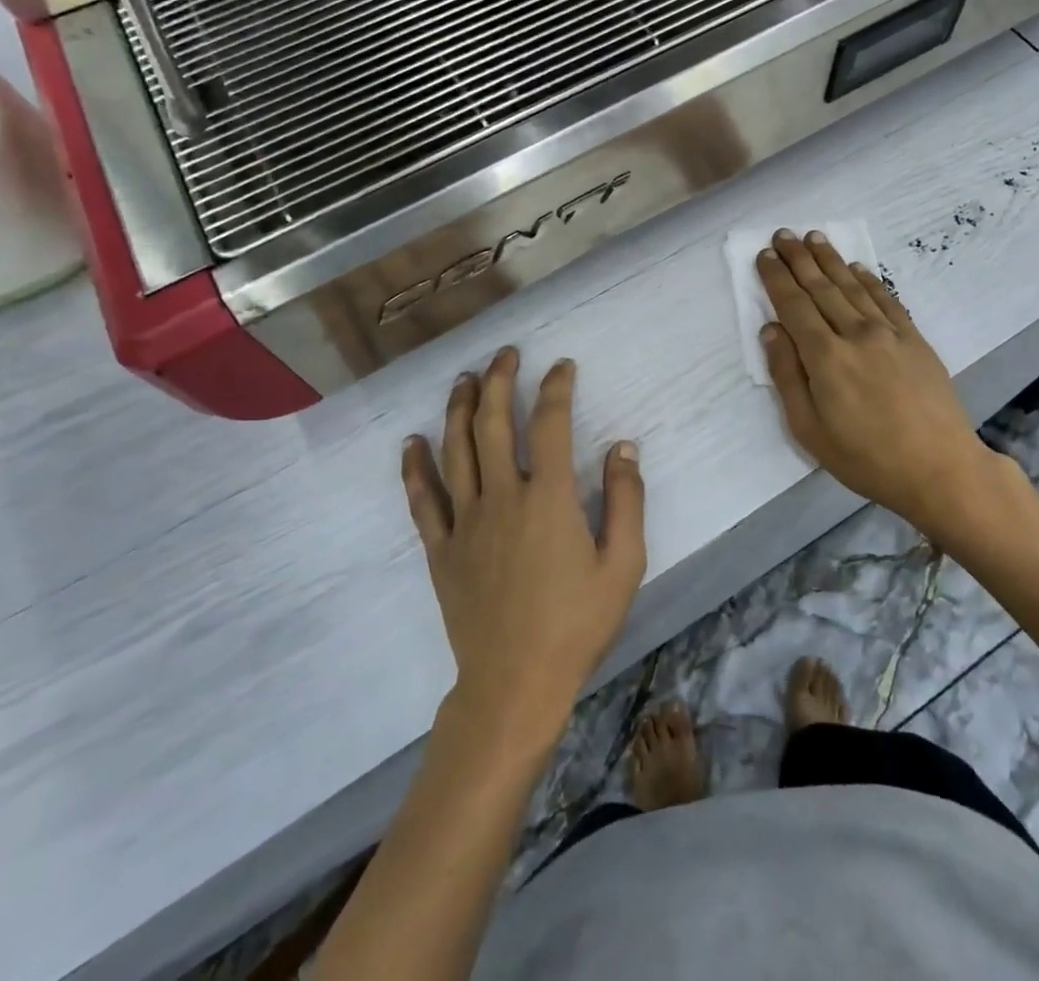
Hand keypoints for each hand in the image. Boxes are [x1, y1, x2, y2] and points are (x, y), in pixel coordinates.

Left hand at [402, 348, 646, 744]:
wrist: (515, 684)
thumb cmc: (576, 624)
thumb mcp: (623, 565)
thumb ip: (627, 501)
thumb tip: (624, 446)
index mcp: (549, 498)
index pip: (551, 424)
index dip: (556, 388)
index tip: (562, 366)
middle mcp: (502, 497)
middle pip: (494, 424)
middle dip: (500, 382)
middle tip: (505, 355)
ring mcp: (465, 522)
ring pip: (455, 450)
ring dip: (459, 408)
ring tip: (464, 379)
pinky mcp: (441, 549)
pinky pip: (422, 500)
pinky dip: (415, 467)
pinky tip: (411, 442)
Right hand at [757, 229, 1015, 537]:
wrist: (940, 468)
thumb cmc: (866, 458)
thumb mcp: (810, 430)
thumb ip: (787, 376)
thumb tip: (771, 330)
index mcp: (825, 357)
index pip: (793, 305)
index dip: (776, 278)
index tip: (764, 255)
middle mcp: (855, 334)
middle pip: (821, 287)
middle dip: (799, 259)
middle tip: (783, 234)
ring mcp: (889, 333)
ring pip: (852, 286)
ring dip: (830, 259)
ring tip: (814, 237)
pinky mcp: (914, 339)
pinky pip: (886, 299)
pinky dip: (869, 279)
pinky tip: (858, 267)